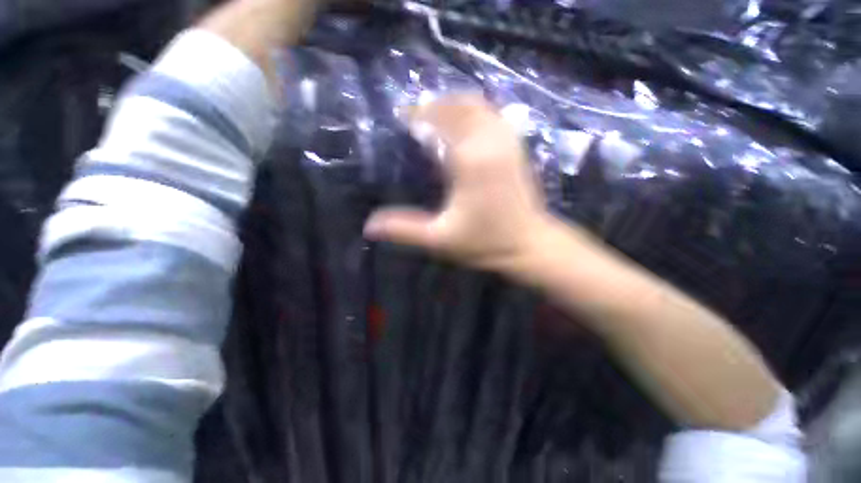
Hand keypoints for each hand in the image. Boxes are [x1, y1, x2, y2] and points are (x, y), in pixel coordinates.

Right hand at [364, 94, 553, 274]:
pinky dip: (474, 113)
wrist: (529, 245)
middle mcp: (492, 142)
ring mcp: (509, 142)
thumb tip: (368, 227)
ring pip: (480, 106)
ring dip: (455, 105)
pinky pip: (493, 116)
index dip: (418, 114)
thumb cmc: (485, 242)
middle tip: (415, 118)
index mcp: (472, 160)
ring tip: (435, 118)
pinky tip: (463, 127)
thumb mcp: (439, 239)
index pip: (441, 119)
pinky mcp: (517, 148)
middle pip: (461, 105)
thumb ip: (404, 229)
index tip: (401, 119)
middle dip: (435, 105)